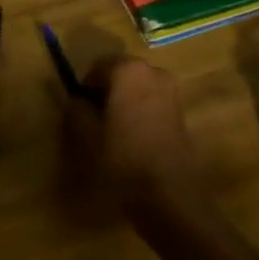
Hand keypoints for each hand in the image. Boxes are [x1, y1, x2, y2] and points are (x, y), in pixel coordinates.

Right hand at [77, 56, 202, 210]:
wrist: (168, 194)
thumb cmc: (123, 159)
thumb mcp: (88, 136)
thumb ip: (78, 110)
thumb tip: (77, 100)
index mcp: (128, 71)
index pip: (99, 65)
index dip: (87, 84)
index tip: (80, 107)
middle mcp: (153, 72)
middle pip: (122, 72)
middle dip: (107, 89)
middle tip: (95, 117)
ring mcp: (171, 90)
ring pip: (139, 86)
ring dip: (125, 99)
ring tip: (114, 128)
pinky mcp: (181, 110)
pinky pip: (153, 100)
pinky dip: (141, 109)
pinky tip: (134, 135)